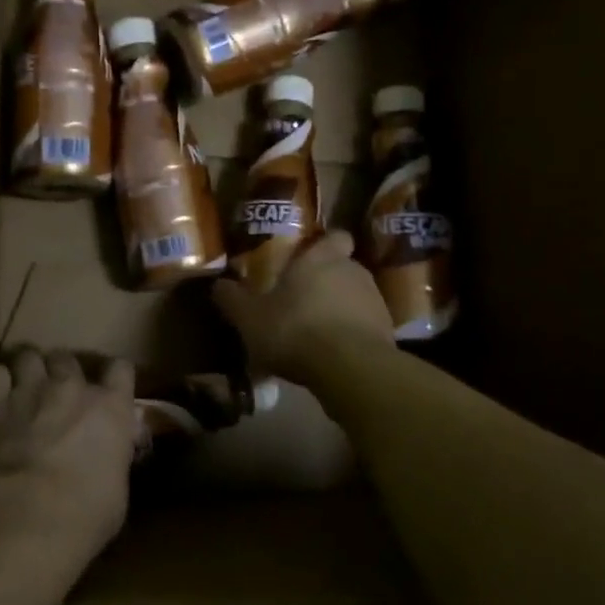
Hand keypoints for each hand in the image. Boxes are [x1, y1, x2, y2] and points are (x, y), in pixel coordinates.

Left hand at [0, 349, 136, 559]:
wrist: (33, 516)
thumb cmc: (89, 512)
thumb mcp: (118, 486)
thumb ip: (112, 459)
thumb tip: (106, 460)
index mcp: (112, 408)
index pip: (121, 369)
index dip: (114, 376)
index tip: (108, 388)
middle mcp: (73, 389)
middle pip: (67, 358)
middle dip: (62, 370)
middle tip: (58, 392)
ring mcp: (31, 391)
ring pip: (29, 356)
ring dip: (28, 369)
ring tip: (24, 386)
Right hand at [212, 231, 393, 385]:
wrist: (350, 368)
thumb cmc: (295, 330)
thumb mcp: (249, 318)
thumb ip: (232, 299)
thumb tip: (218, 285)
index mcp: (321, 258)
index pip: (334, 236)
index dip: (324, 244)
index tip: (309, 258)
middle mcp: (353, 270)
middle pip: (342, 267)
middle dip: (325, 281)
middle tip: (301, 301)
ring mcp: (375, 300)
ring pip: (354, 297)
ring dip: (338, 309)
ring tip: (315, 333)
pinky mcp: (387, 331)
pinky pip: (365, 325)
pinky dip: (351, 335)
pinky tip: (332, 355)